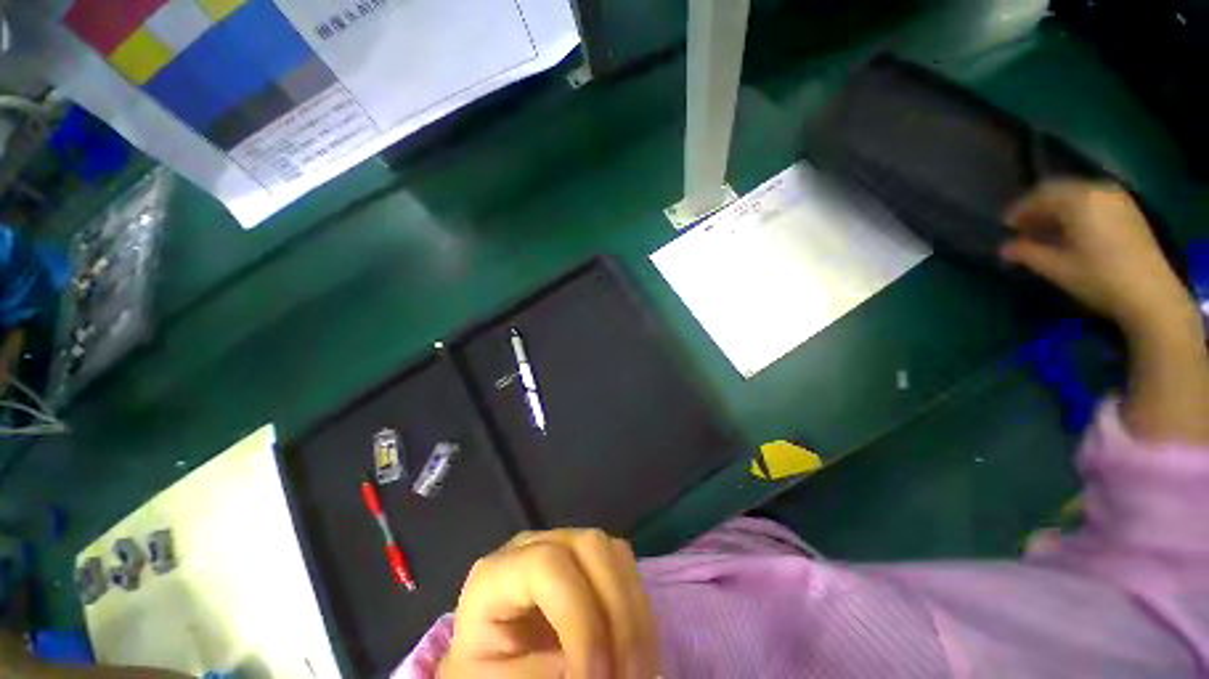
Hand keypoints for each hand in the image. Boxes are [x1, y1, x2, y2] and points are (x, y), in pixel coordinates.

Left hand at [438, 529, 658, 678]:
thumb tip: (585, 668)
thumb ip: (533, 674)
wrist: (490, 659)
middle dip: (618, 616)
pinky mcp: (588, 561)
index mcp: (498, 572)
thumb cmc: (485, 670)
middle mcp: (536, 545)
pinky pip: (626, 571)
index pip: (547, 566)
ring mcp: (566, 546)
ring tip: (638, 672)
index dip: (578, 619)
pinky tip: (637, 652)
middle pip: (592, 546)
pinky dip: (639, 613)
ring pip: (616, 555)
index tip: (594, 678)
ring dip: (635, 616)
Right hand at [1000, 181, 1196, 336]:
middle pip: (1059, 191)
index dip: (1018, 210)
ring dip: (1058, 210)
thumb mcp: (1055, 268)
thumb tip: (1003, 248)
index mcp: (1078, 200)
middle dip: (1038, 208)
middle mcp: (1098, 190)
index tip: (1005, 227)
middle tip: (1022, 228)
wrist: (1150, 295)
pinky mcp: (1129, 211)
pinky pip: (1094, 202)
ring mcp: (1118, 199)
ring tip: (1045, 232)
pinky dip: (1077, 212)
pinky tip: (1071, 232)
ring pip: (1077, 195)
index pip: (1039, 195)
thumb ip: (1026, 253)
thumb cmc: (1098, 278)